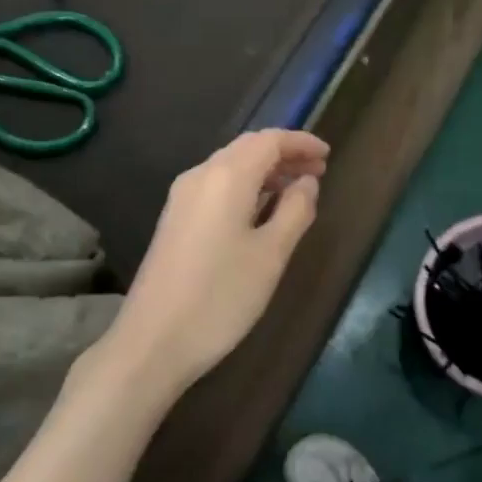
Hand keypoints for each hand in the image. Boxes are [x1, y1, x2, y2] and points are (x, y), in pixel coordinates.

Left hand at [100, 129, 329, 394]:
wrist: (152, 341)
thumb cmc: (220, 296)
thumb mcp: (271, 255)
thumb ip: (295, 211)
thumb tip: (306, 183)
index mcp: (226, 176)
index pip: (269, 140)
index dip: (301, 143)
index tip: (328, 155)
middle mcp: (200, 175)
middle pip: (247, 148)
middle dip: (284, 155)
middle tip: (318, 173)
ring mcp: (181, 197)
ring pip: (230, 167)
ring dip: (265, 172)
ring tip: (296, 191)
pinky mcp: (174, 219)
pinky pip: (216, 187)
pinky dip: (245, 188)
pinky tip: (261, 211)